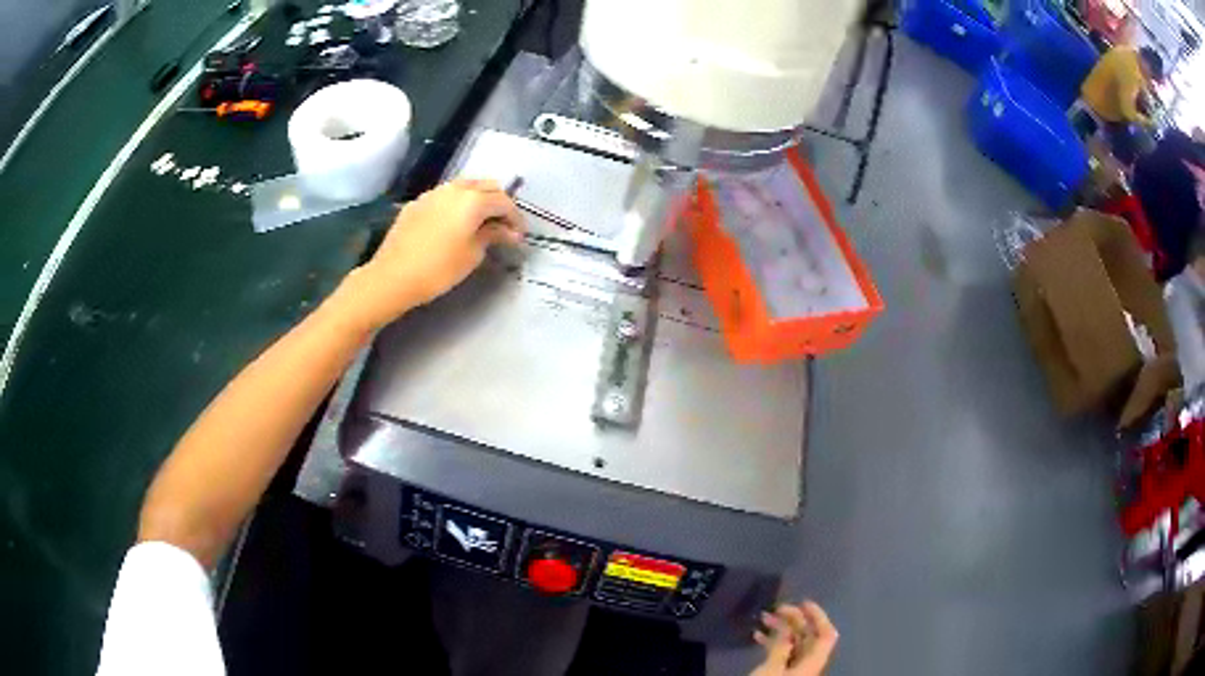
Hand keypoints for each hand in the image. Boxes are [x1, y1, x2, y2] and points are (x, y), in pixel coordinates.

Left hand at [338, 179, 524, 329]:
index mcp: (473, 200)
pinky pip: (445, 196)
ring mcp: (433, 193)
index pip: (504, 202)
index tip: (519, 236)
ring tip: (481, 222)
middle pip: (486, 186)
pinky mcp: (417, 203)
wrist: (392, 276)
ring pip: (464, 187)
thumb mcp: (472, 254)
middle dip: (499, 203)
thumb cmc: (438, 269)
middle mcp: (455, 189)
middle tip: (503, 226)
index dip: (516, 218)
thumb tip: (509, 231)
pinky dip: (457, 204)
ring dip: (478, 200)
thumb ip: (492, 235)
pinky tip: (455, 223)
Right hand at [750, 602, 837, 675]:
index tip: (803, 602)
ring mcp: (796, 670)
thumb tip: (788, 628)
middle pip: (809, 637)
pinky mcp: (783, 675)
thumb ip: (782, 647)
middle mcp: (809, 664)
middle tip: (776, 608)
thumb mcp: (772, 668)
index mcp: (814, 661)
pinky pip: (782, 654)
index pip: (826, 634)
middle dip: (794, 620)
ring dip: (780, 630)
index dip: (819, 616)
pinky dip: (772, 643)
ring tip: (763, 618)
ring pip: (794, 644)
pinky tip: (757, 635)